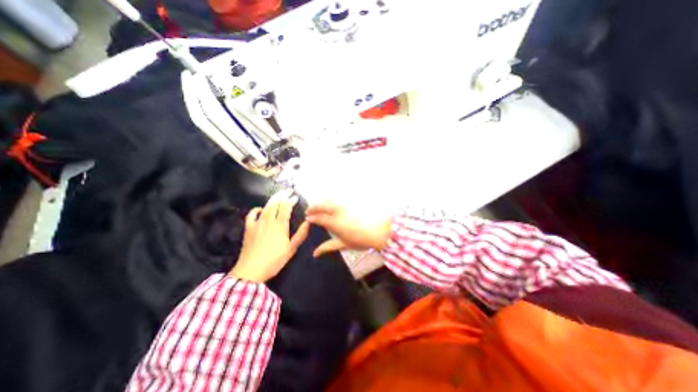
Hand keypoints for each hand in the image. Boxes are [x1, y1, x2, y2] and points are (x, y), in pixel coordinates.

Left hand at [231, 188, 308, 281]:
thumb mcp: (291, 250)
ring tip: (279, 195)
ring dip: (273, 199)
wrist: (250, 271)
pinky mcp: (248, 228)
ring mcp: (257, 224)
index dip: (291, 200)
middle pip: (275, 203)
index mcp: (280, 226)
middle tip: (288, 191)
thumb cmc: (274, 261)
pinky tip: (260, 209)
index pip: (285, 208)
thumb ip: (300, 235)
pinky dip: (256, 210)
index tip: (296, 197)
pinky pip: (251, 215)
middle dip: (282, 195)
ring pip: (265, 207)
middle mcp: (268, 221)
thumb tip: (308, 222)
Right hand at [306, 200, 391, 258]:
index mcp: (333, 222)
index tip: (308, 218)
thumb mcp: (343, 244)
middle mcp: (336, 211)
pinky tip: (331, 204)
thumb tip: (315, 253)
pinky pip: (337, 199)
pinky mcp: (351, 202)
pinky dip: (331, 200)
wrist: (379, 230)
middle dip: (313, 207)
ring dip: (321, 202)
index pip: (318, 217)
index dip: (311, 217)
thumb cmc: (360, 240)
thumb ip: (328, 246)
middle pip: (321, 205)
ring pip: (329, 200)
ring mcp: (344, 205)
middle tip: (309, 210)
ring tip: (318, 206)